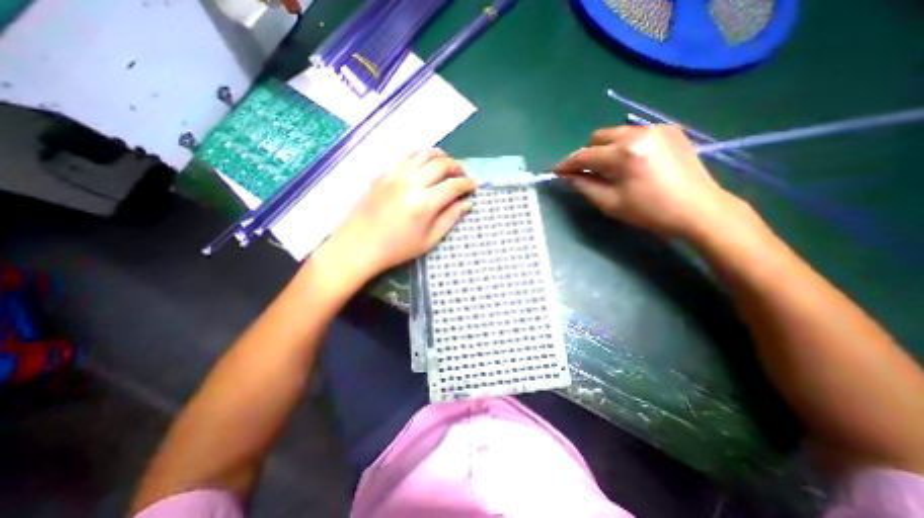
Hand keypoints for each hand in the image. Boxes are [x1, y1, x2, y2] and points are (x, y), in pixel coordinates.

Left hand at [316, 151, 475, 283]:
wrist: (358, 245)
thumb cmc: (397, 248)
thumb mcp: (429, 240)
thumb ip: (450, 219)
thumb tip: (467, 204)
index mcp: (424, 203)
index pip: (453, 185)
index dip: (467, 184)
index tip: (473, 187)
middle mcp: (411, 182)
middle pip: (441, 164)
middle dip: (457, 167)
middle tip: (462, 175)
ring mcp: (394, 174)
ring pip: (423, 153)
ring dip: (440, 156)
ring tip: (446, 164)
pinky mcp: (383, 172)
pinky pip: (405, 154)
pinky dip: (420, 154)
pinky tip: (424, 163)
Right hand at [552, 123, 745, 238]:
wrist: (700, 209)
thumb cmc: (650, 212)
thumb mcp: (610, 203)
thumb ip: (584, 186)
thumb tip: (567, 176)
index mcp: (624, 154)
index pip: (584, 155)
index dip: (566, 164)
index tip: (555, 171)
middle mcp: (639, 133)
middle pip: (598, 137)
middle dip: (587, 154)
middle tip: (586, 173)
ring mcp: (657, 128)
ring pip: (616, 133)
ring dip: (605, 149)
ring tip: (609, 169)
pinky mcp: (669, 130)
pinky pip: (634, 133)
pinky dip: (624, 146)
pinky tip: (630, 163)